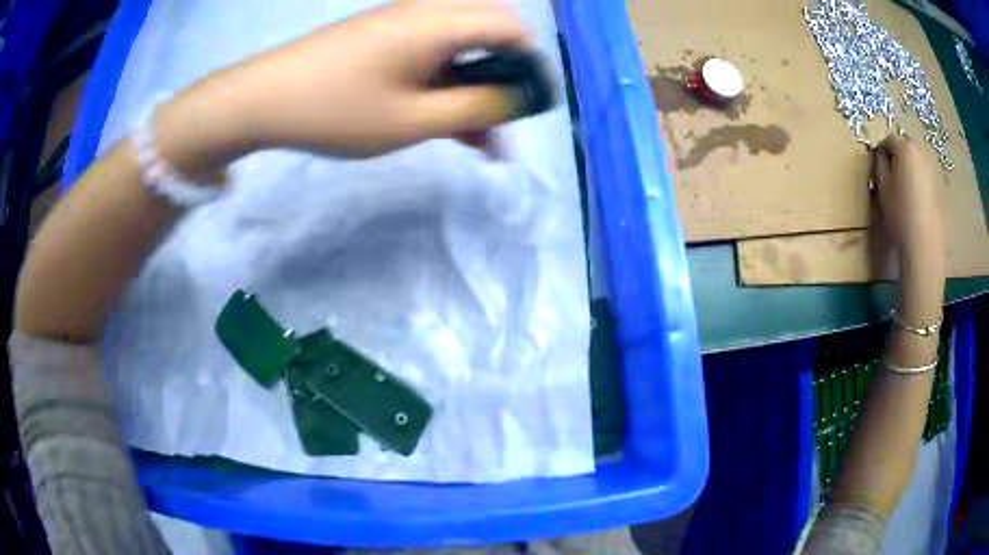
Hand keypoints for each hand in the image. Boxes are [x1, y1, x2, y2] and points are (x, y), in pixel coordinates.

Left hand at [172, 0, 535, 163]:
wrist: (263, 100)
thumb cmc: (337, 109)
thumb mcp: (414, 120)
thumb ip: (478, 108)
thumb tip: (520, 97)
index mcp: (440, 22)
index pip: (512, 27)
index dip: (528, 64)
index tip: (523, 105)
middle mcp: (427, 11)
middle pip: (490, 31)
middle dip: (503, 76)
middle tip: (497, 121)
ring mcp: (402, 23)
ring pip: (460, 46)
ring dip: (473, 85)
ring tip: (474, 138)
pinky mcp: (383, 37)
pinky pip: (431, 53)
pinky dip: (445, 82)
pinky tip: (443, 120)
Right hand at [873, 133, 945, 265]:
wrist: (925, 244)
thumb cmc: (901, 213)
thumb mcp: (883, 187)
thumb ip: (880, 164)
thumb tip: (881, 156)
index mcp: (905, 146)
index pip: (889, 140)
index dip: (882, 152)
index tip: (880, 169)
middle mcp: (921, 150)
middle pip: (906, 146)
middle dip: (900, 157)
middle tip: (894, 179)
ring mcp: (934, 166)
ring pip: (919, 160)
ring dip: (912, 168)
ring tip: (908, 191)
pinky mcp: (941, 184)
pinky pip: (927, 174)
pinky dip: (922, 180)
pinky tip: (919, 200)